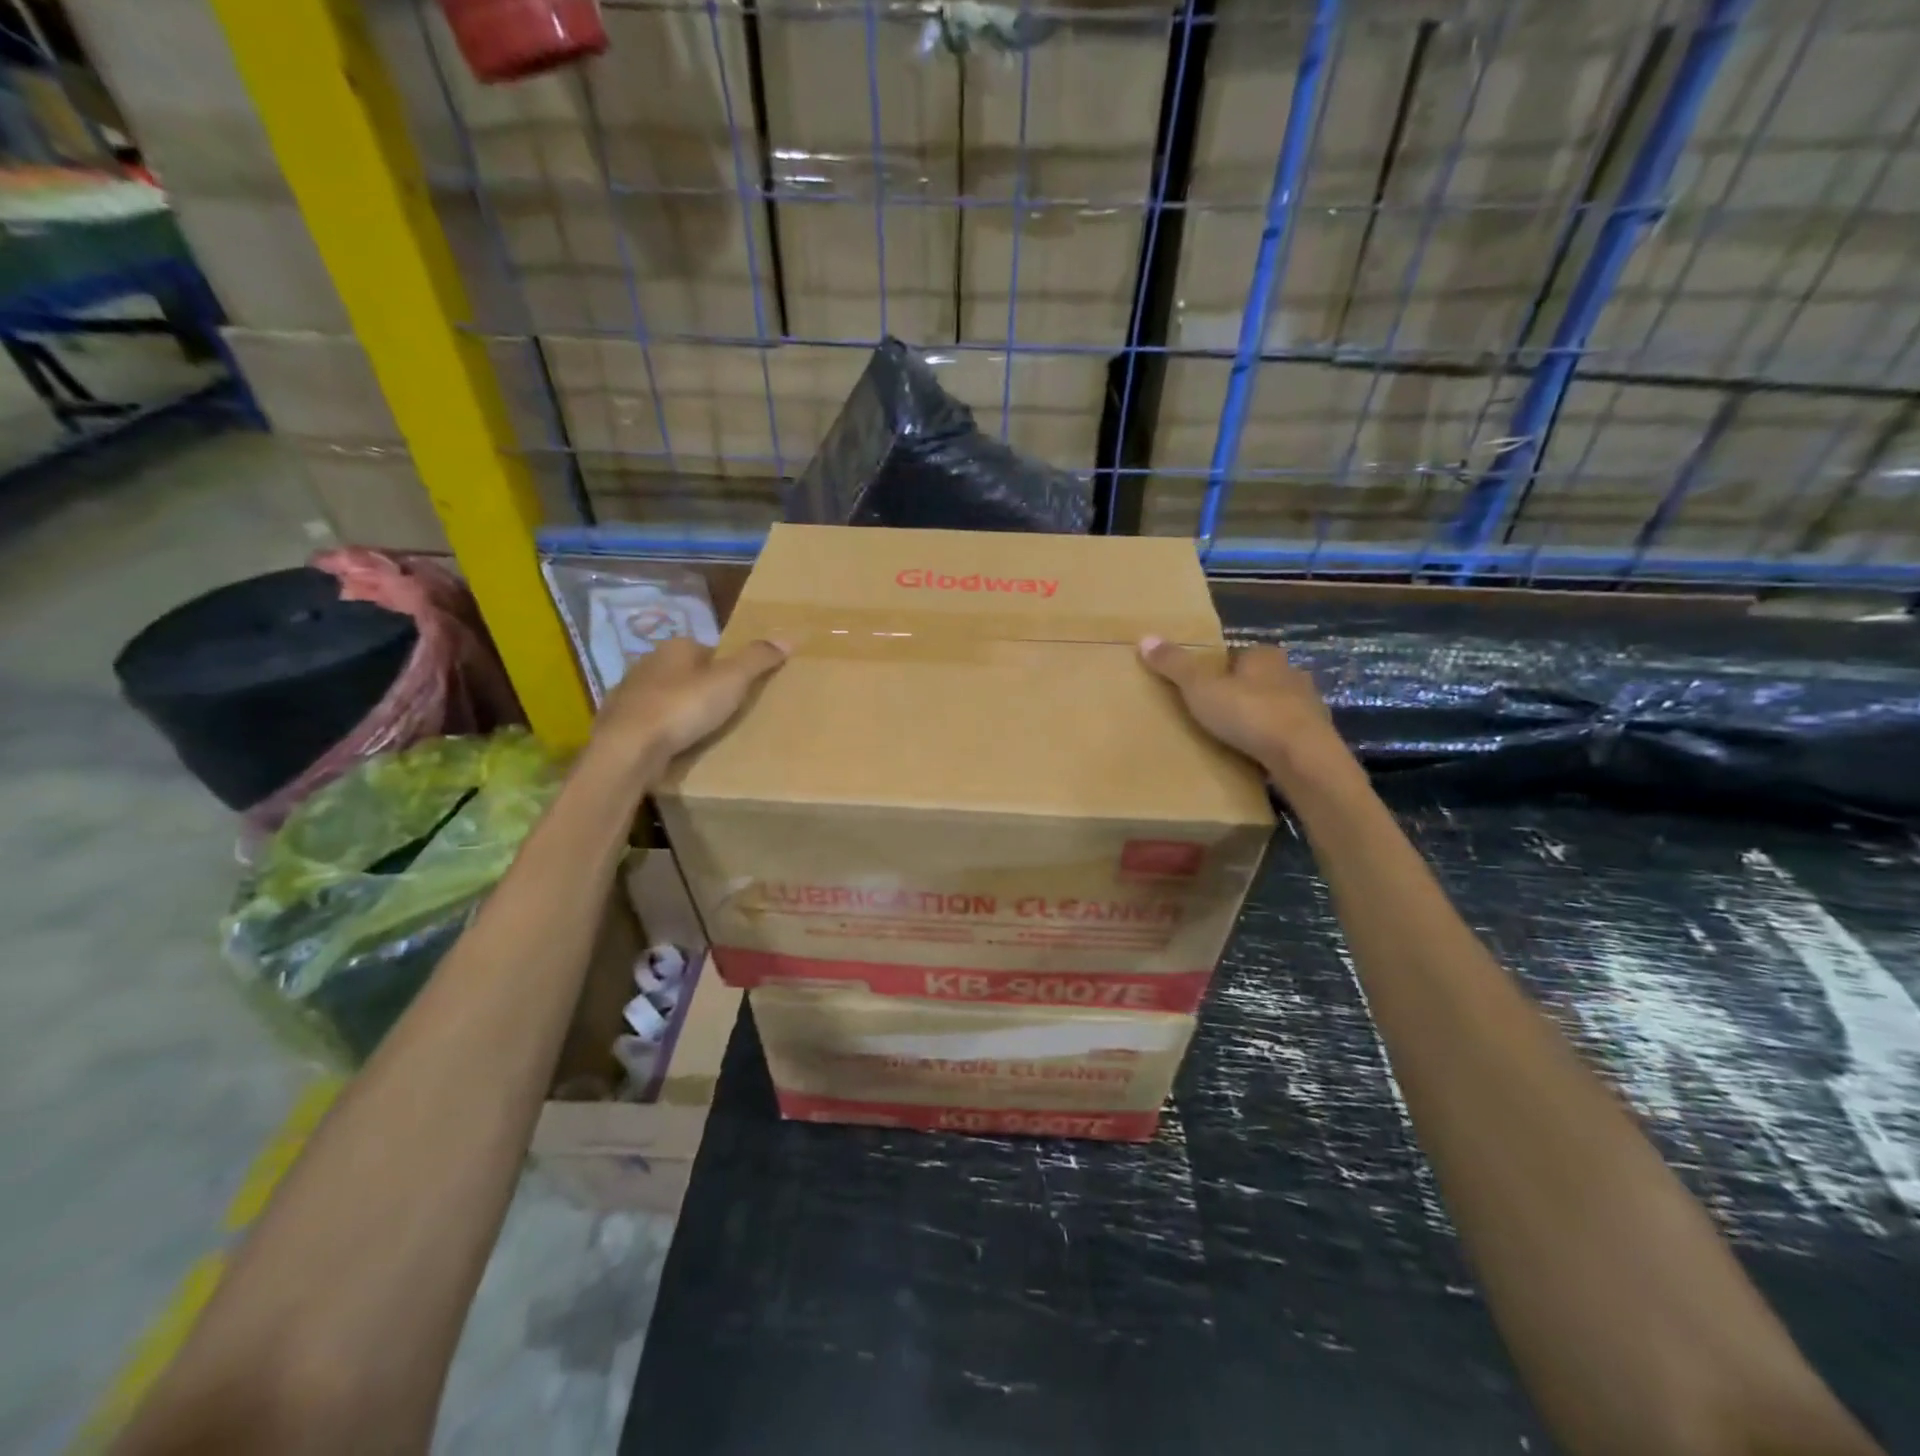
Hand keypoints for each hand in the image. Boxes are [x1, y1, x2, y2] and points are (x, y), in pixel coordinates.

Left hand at [594, 637, 786, 769]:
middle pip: (685, 672)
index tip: (740, 689)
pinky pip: (648, 720)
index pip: (708, 650)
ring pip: (664, 696)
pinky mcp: (618, 721)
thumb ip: (757, 659)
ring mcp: (628, 692)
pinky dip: (661, 728)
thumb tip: (788, 638)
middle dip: (701, 688)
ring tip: (700, 731)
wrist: (629, 748)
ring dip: (679, 708)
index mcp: (675, 647)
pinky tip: (673, 744)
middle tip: (724, 712)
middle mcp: (647, 662)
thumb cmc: (683, 707)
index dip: (726, 668)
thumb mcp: (731, 680)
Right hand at [1139, 636, 1355, 790]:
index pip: (1238, 655)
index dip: (1219, 669)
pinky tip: (1258, 754)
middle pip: (1259, 679)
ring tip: (1235, 736)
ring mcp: (1309, 705)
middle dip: (1241, 692)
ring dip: (1260, 716)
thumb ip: (1175, 665)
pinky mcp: (1317, 735)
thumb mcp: (1200, 688)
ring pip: (1276, 705)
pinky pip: (1288, 733)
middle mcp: (1291, 673)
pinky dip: (1274, 740)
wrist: (1302, 756)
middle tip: (1215, 712)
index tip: (1202, 687)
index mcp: (1264, 656)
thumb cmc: (1249, 713)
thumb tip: (1145, 637)